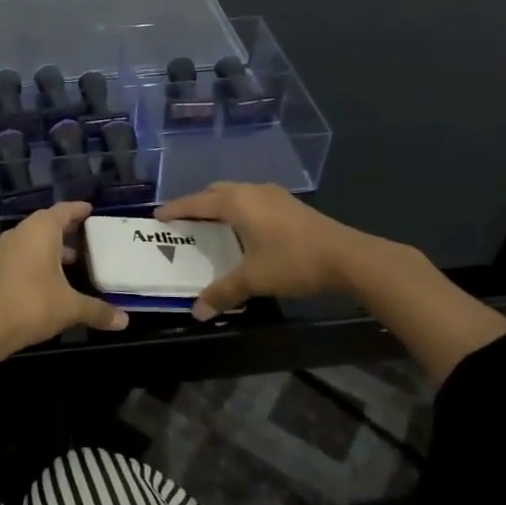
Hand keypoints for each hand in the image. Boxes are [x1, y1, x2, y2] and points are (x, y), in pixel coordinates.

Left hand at [0, 202, 128, 351]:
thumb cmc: (34, 305)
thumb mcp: (71, 307)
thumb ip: (99, 310)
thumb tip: (125, 320)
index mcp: (41, 230)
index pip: (63, 210)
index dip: (78, 209)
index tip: (91, 209)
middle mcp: (23, 232)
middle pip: (48, 221)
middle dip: (68, 227)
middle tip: (89, 233)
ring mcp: (8, 249)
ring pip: (35, 238)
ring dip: (54, 244)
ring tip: (77, 258)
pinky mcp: (0, 266)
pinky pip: (26, 251)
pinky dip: (42, 256)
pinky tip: (55, 276)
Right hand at [154, 181, 381, 318]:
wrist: (347, 257)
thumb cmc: (293, 261)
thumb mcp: (253, 279)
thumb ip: (223, 293)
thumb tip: (197, 312)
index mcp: (237, 203)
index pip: (197, 202)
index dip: (176, 209)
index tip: (158, 216)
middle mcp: (252, 192)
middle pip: (216, 192)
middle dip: (198, 204)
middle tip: (184, 221)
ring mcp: (274, 196)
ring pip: (237, 194)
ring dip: (220, 206)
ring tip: (211, 225)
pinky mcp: (291, 205)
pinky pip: (253, 201)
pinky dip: (239, 211)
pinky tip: (244, 230)